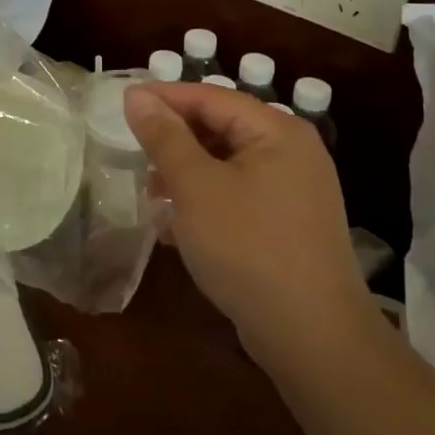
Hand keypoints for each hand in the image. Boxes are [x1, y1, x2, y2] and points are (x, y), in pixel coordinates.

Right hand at [124, 83, 370, 361]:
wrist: (313, 338)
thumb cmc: (248, 247)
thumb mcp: (196, 187)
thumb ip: (164, 137)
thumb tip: (137, 96)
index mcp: (277, 131)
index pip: (211, 97)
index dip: (164, 98)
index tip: (122, 105)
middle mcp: (292, 152)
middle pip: (220, 129)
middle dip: (174, 142)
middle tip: (134, 154)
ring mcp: (294, 191)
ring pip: (226, 166)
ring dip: (185, 176)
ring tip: (151, 198)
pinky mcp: (289, 225)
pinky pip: (238, 197)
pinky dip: (206, 203)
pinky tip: (176, 229)